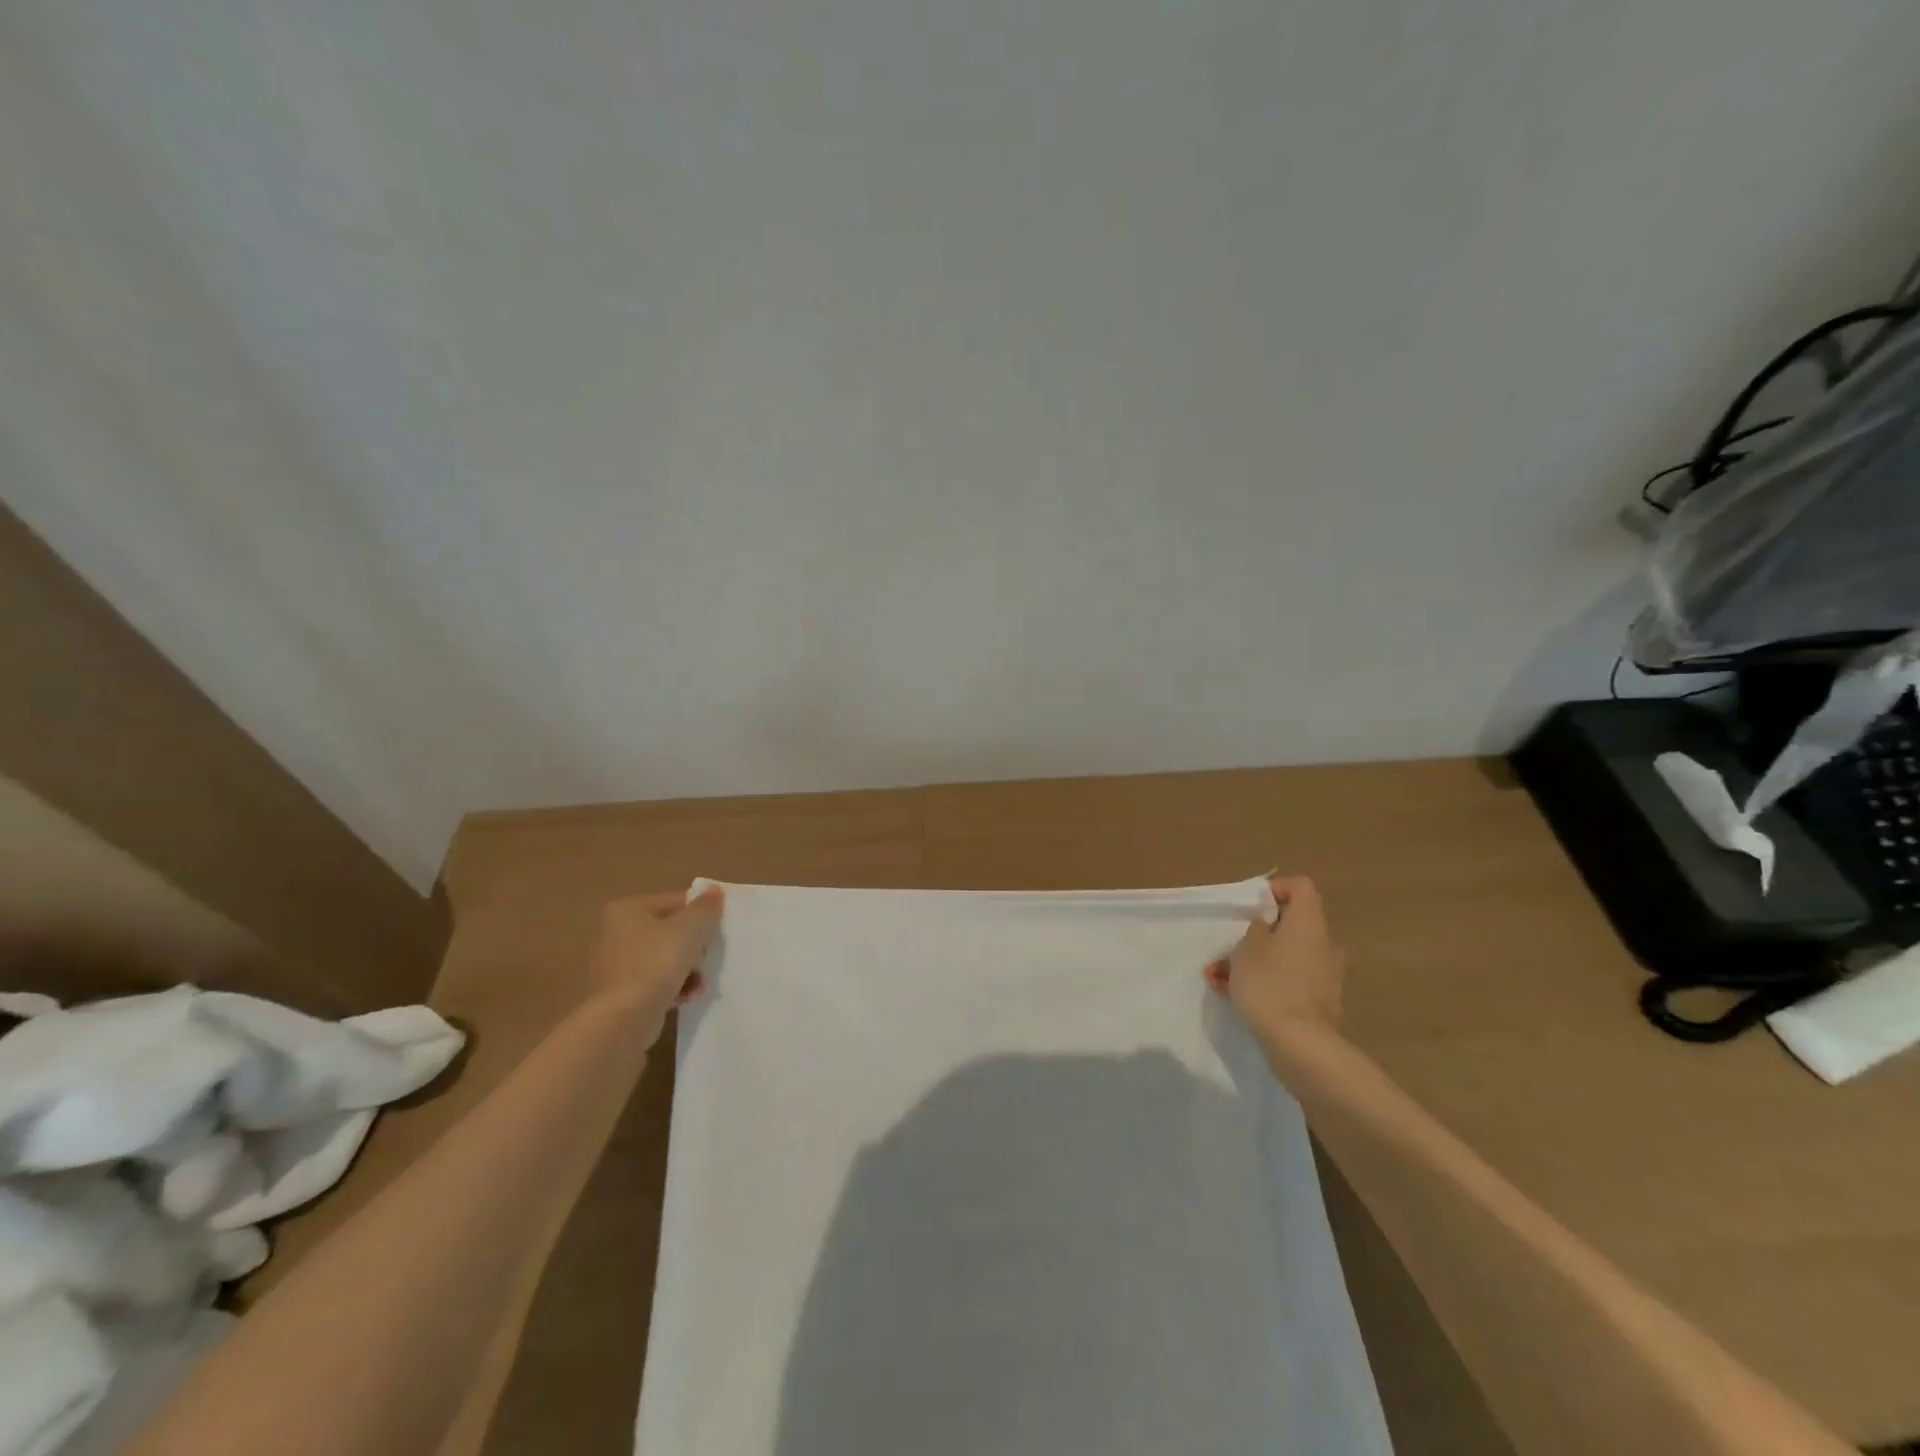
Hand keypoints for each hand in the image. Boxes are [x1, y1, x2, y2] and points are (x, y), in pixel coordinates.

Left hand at [588, 889, 723, 1043]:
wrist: (623, 1020)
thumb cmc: (656, 963)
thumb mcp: (691, 928)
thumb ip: (706, 907)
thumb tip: (715, 891)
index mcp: (626, 909)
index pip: (675, 902)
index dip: (700, 915)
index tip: (716, 933)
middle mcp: (613, 932)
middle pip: (669, 931)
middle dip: (693, 947)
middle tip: (707, 959)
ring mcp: (612, 964)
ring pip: (663, 958)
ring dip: (687, 970)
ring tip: (699, 984)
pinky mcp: (616, 993)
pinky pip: (653, 982)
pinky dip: (672, 987)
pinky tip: (685, 997)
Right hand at [1205, 877, 1344, 1041]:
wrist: (1299, 1045)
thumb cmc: (1270, 983)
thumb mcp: (1248, 946)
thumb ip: (1255, 927)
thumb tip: (1265, 925)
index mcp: (1309, 924)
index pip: (1301, 888)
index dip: (1275, 889)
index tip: (1250, 906)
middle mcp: (1323, 946)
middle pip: (1290, 926)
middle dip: (1256, 934)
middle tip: (1228, 945)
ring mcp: (1323, 977)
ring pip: (1283, 957)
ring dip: (1252, 962)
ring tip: (1217, 976)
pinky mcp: (1316, 1004)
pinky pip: (1287, 983)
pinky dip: (1263, 984)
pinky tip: (1232, 996)